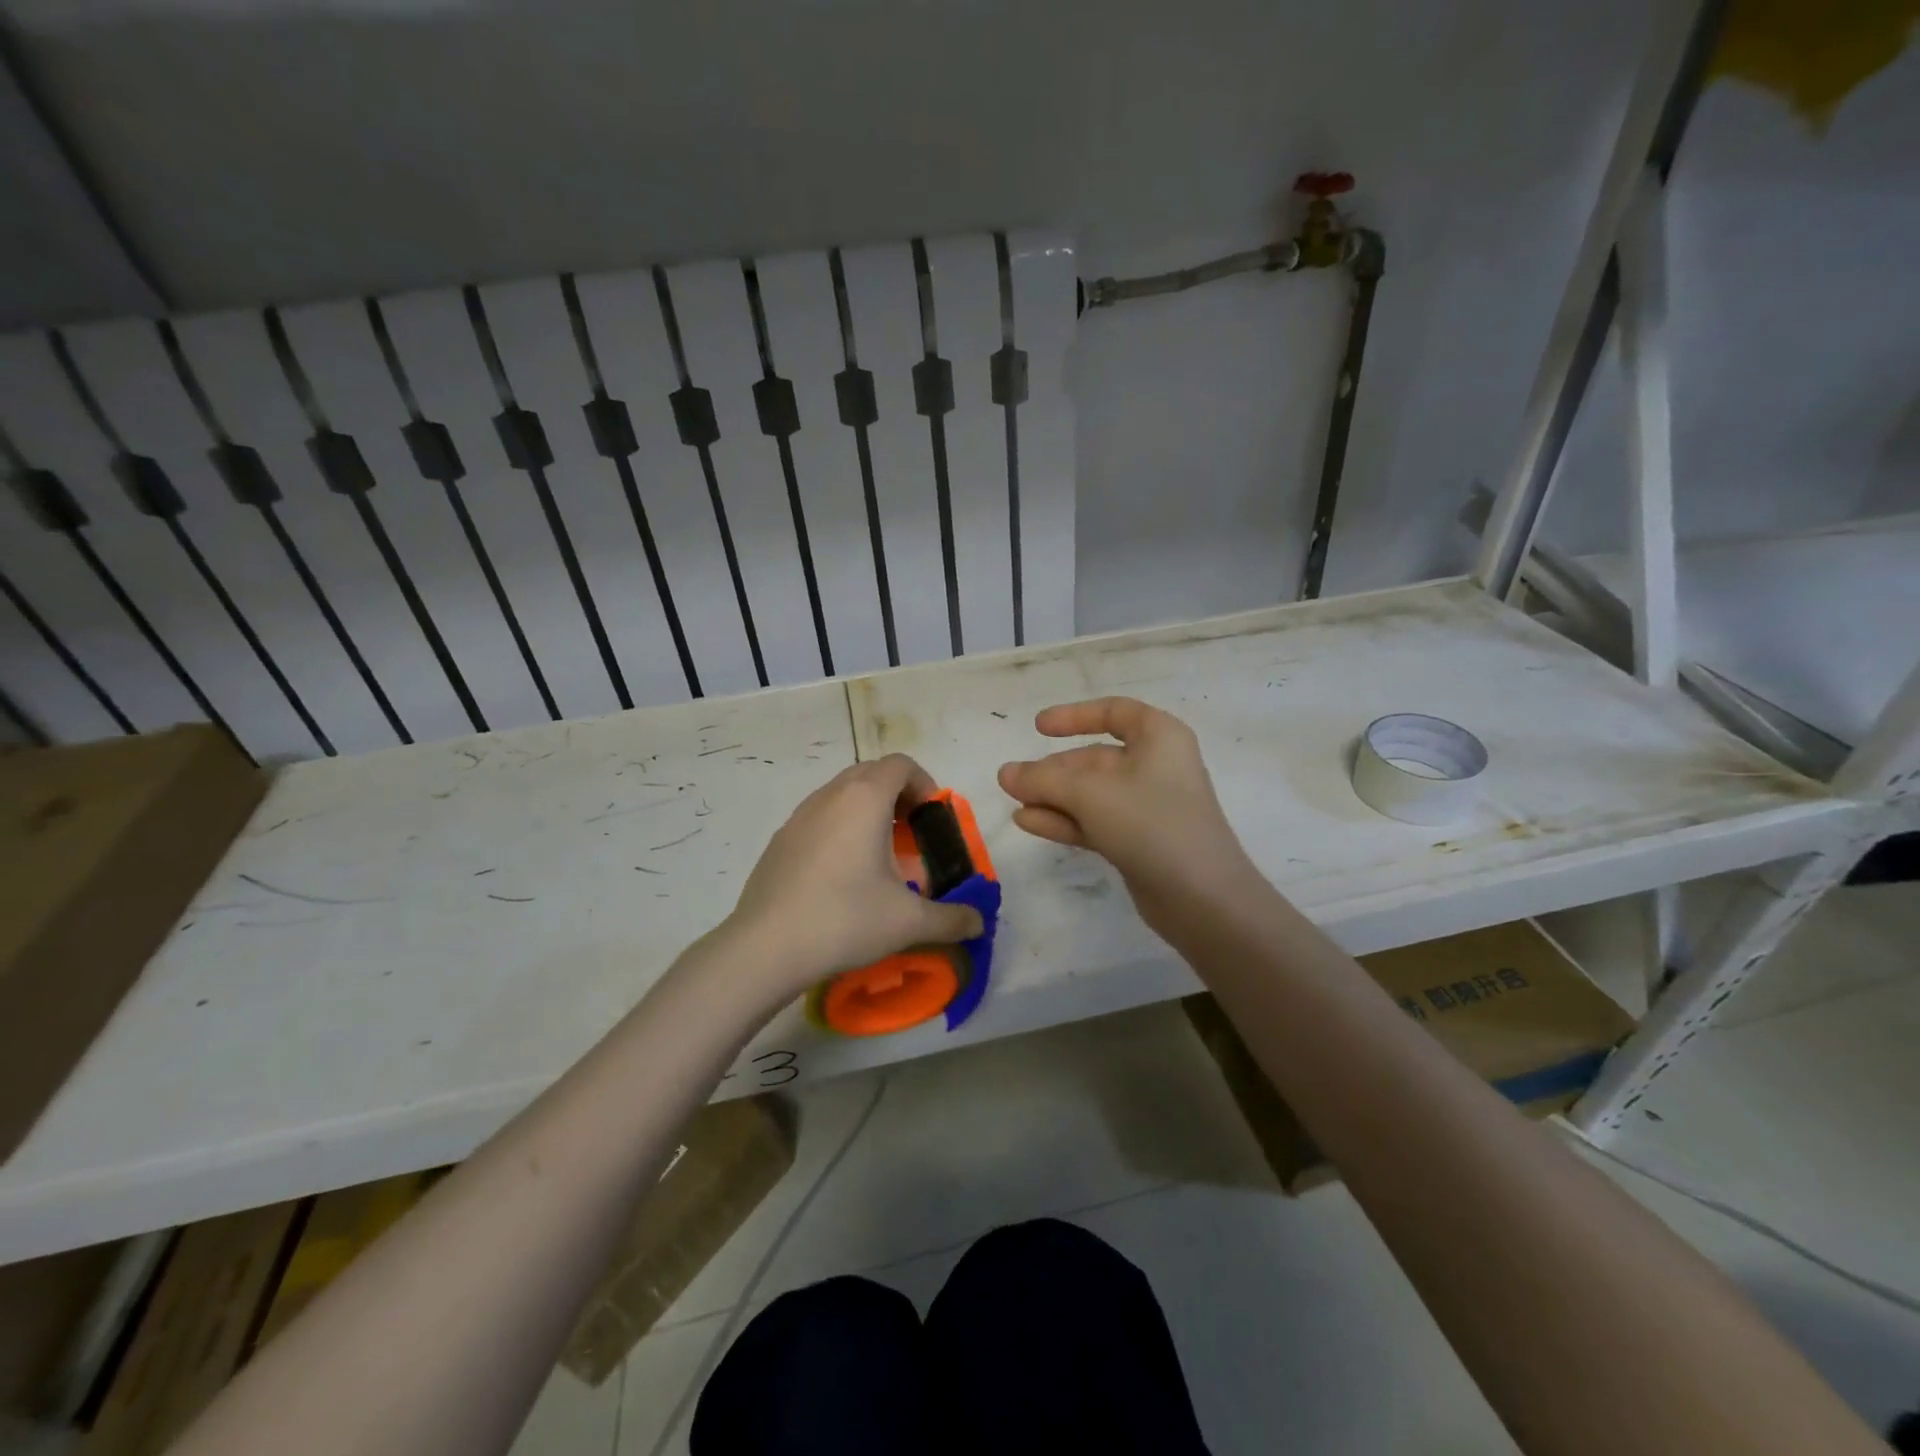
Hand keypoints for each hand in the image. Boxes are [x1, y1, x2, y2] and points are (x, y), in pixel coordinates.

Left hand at [723, 754, 983, 1004]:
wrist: (765, 948)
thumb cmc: (844, 920)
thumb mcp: (909, 922)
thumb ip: (952, 919)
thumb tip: (978, 923)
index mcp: (864, 799)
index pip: (901, 764)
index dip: (925, 784)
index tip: (933, 820)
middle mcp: (830, 795)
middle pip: (872, 773)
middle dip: (898, 795)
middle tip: (912, 836)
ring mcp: (799, 815)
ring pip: (842, 793)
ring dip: (868, 811)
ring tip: (879, 856)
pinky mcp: (780, 839)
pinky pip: (820, 817)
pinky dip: (840, 828)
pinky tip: (841, 876)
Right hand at [997, 697, 1253, 932]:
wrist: (1201, 898)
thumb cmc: (1150, 822)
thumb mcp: (1089, 792)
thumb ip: (1043, 779)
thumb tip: (1005, 773)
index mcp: (1159, 737)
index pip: (1114, 712)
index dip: (1075, 716)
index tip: (1038, 727)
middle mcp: (1156, 766)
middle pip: (1095, 758)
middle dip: (1053, 769)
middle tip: (1012, 782)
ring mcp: (1148, 807)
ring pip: (1091, 793)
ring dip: (1053, 797)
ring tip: (1014, 802)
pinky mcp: (1139, 842)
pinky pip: (1095, 821)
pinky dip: (1065, 820)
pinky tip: (1029, 823)